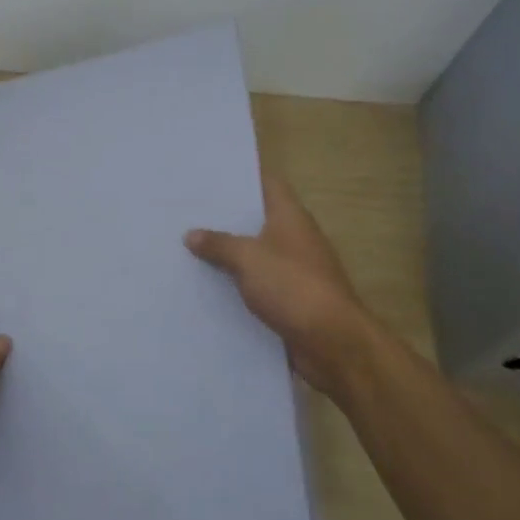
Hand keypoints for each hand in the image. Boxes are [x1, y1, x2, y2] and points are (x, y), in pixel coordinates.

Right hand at [185, 174, 386, 404]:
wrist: (333, 343)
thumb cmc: (292, 286)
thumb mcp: (248, 259)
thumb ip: (219, 244)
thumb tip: (191, 234)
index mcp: (290, 216)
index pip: (267, 183)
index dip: (241, 177)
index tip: (209, 176)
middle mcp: (295, 238)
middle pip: (258, 219)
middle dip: (226, 218)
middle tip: (186, 213)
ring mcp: (295, 270)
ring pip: (256, 254)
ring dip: (229, 254)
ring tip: (188, 248)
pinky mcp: (292, 300)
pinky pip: (258, 285)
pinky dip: (238, 285)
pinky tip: (208, 286)